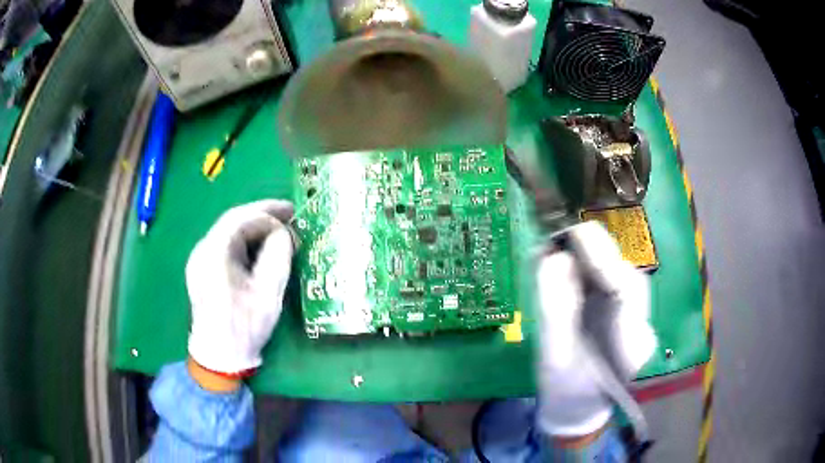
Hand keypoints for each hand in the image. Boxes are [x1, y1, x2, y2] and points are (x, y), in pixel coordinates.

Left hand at [186, 199, 294, 375]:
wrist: (219, 355)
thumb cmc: (244, 327)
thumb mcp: (268, 294)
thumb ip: (278, 257)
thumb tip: (283, 233)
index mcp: (214, 254)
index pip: (241, 219)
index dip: (268, 212)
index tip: (294, 214)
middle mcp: (202, 250)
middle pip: (233, 220)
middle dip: (263, 214)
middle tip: (290, 214)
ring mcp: (200, 259)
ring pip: (229, 231)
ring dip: (255, 227)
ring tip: (281, 229)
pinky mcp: (203, 269)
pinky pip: (226, 245)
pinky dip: (247, 240)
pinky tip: (262, 247)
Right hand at [536, 222, 655, 437]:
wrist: (578, 410)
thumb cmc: (564, 391)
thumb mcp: (553, 358)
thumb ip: (554, 310)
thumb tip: (553, 257)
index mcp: (631, 345)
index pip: (626, 290)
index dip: (602, 257)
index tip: (573, 232)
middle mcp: (643, 326)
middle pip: (626, 277)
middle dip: (595, 254)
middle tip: (559, 237)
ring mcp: (639, 320)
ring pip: (620, 276)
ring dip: (591, 260)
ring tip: (560, 250)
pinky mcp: (628, 315)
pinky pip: (612, 284)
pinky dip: (590, 270)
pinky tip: (570, 267)